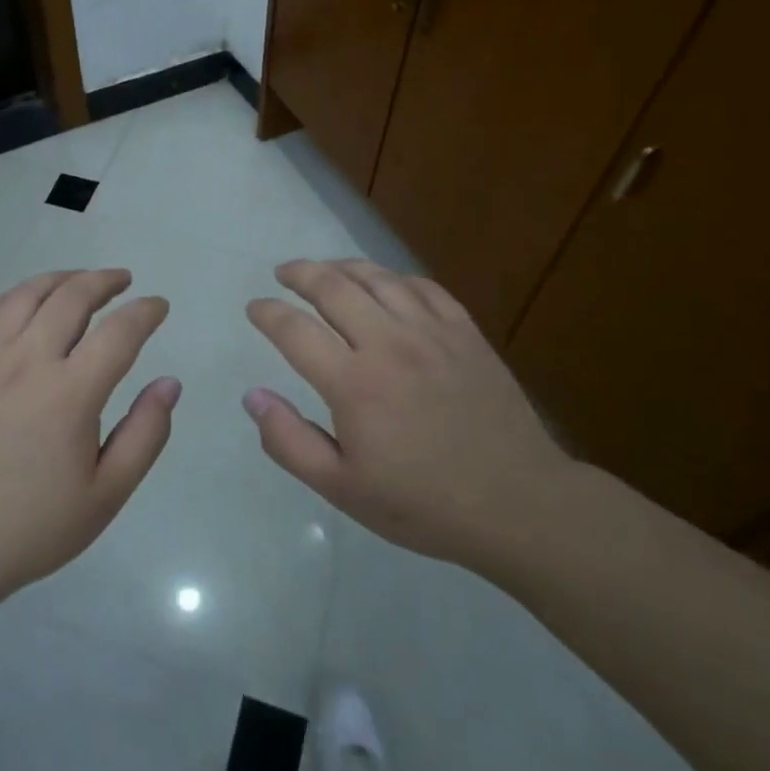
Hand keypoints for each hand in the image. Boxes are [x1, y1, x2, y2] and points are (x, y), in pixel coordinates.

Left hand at [0, 270, 178, 625]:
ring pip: (25, 296)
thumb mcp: (107, 494)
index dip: (146, 312)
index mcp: (70, 393)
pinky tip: (21, 303)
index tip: (159, 307)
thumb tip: (170, 383)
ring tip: (79, 281)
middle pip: (71, 297)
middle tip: (122, 281)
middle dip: (104, 281)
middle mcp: (26, 362)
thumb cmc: (34, 526)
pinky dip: (8, 298)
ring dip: (59, 280)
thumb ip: (146, 433)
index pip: (120, 331)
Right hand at [244, 259, 571, 567]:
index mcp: (354, 383)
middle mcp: (389, 344)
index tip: (255, 308)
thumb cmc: (422, 503)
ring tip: (325, 269)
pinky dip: (395, 278)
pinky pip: (424, 287)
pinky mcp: (465, 332)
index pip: (295, 330)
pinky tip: (385, 284)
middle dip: (300, 273)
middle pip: (333, 287)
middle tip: (283, 274)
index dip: (267, 313)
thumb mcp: (342, 489)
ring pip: (378, 278)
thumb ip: (289, 441)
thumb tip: (253, 396)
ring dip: (343, 267)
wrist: (516, 503)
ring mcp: (432, 332)